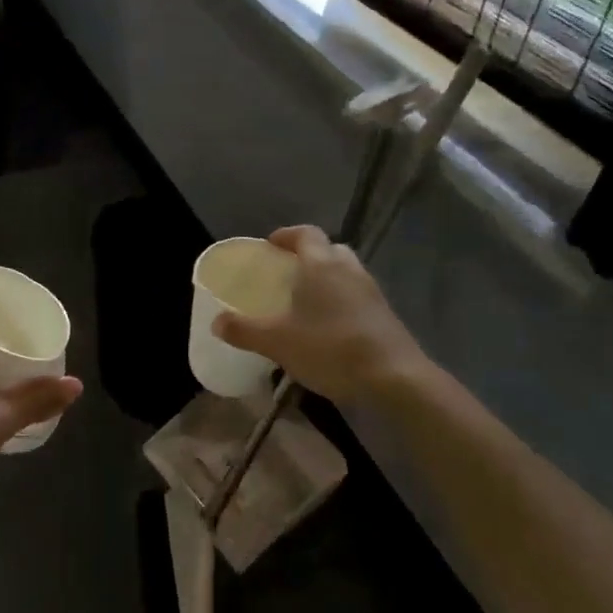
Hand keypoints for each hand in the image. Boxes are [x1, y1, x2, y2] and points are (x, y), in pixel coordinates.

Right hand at [213, 226, 431, 405]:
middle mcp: (349, 270)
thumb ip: (244, 330)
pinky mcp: (386, 315)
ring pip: (347, 273)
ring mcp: (372, 292)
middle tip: (289, 273)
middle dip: (309, 256)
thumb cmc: (331, 348)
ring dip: (328, 280)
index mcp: (321, 264)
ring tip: (307, 302)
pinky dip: (343, 302)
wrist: (395, 379)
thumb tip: (217, 322)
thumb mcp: (277, 342)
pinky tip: (330, 328)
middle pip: (329, 250)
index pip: (305, 233)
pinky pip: (358, 297)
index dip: (287, 235)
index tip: (271, 245)